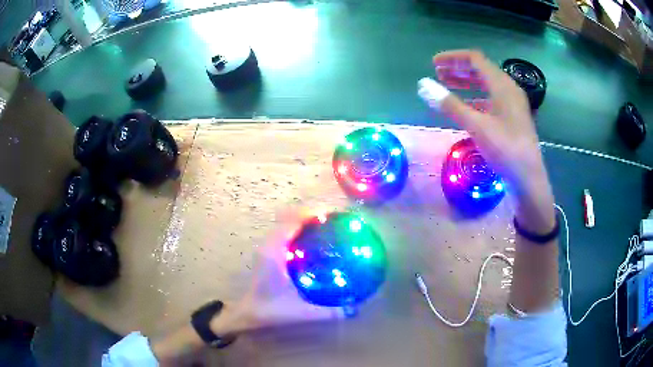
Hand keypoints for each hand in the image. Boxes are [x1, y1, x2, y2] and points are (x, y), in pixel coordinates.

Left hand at [212, 209, 343, 335]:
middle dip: (310, 215)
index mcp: (274, 253)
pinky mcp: (268, 253)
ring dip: (304, 222)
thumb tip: (355, 308)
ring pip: (285, 224)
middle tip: (333, 222)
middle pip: (289, 217)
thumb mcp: (301, 312)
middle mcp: (269, 245)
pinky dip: (298, 231)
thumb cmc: (269, 311)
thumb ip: (328, 313)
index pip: (292, 222)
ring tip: (326, 228)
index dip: (310, 214)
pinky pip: (284, 233)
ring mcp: (267, 248)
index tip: (332, 215)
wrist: (247, 314)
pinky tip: (313, 243)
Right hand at [419, 50, 554, 231]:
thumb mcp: (477, 127)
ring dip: (467, 82)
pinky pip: (492, 99)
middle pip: (481, 69)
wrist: (529, 180)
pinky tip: (466, 106)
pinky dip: (476, 97)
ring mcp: (513, 104)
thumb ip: (450, 104)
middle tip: (438, 74)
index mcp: (503, 85)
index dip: (453, 58)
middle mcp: (509, 89)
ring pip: (487, 84)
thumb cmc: (506, 151)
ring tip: (447, 85)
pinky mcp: (513, 117)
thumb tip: (423, 85)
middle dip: (458, 69)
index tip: (434, 64)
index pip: (475, 59)